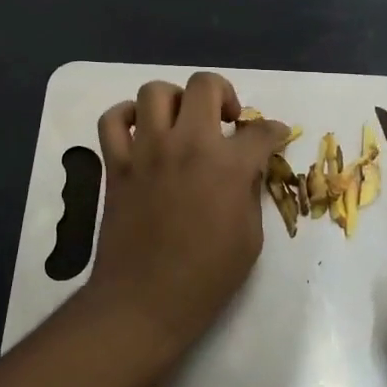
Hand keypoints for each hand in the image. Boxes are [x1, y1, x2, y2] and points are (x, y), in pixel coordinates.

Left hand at [82, 72, 290, 366]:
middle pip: (205, 85)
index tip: (274, 134)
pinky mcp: (117, 164)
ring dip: (175, 100)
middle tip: (226, 118)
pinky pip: (112, 121)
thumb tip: (247, 167)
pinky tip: (140, 131)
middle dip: (224, 93)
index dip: (274, 131)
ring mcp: (147, 150)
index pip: (260, 131)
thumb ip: (249, 191)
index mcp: (227, 166)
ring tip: (182, 121)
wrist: (145, 301)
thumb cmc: (206, 277)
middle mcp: (187, 144)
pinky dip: (126, 117)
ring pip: (155, 92)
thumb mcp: (250, 236)